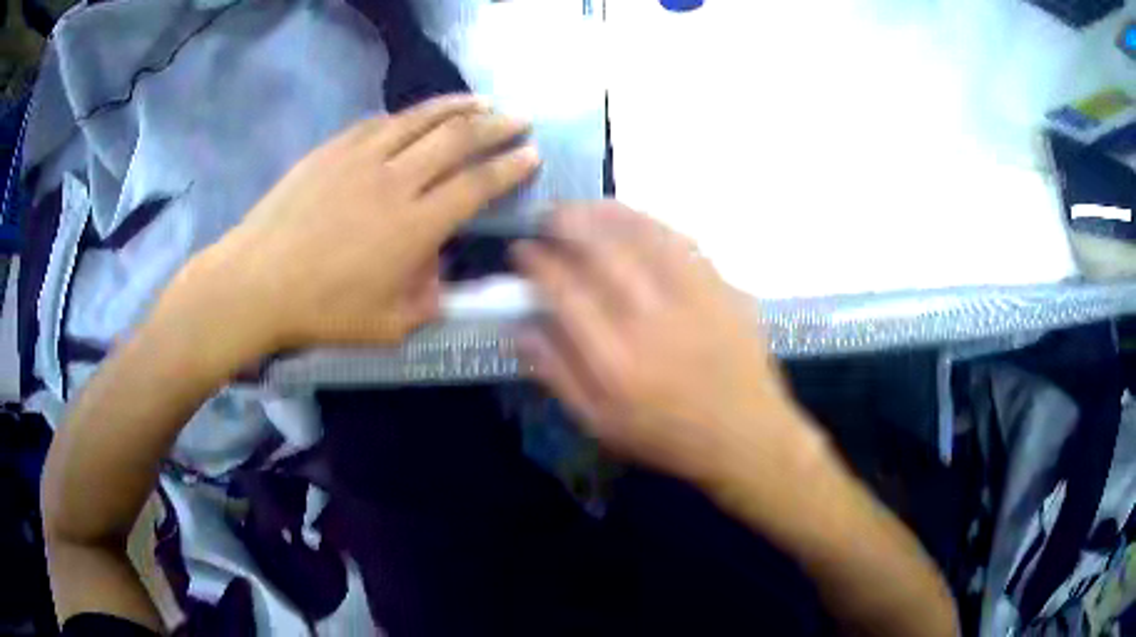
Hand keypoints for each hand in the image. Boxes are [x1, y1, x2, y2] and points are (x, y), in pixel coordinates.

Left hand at [172, 95, 538, 360]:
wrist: (257, 282)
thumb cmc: (322, 311)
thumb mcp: (388, 326)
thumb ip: (428, 299)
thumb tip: (440, 273)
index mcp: (415, 226)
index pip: (477, 184)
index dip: (510, 167)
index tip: (531, 155)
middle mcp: (396, 180)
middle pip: (458, 138)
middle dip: (497, 125)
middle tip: (519, 119)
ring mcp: (362, 157)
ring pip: (421, 118)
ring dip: (458, 106)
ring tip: (481, 102)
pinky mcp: (333, 149)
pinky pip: (379, 122)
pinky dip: (408, 117)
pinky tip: (416, 117)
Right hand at [514, 203, 825, 492]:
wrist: (744, 434)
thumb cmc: (667, 435)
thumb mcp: (600, 423)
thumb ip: (557, 374)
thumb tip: (520, 328)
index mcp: (614, 359)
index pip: (564, 291)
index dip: (537, 262)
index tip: (521, 249)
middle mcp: (650, 320)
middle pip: (601, 252)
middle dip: (566, 223)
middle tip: (547, 216)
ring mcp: (690, 298)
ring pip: (642, 237)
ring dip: (606, 214)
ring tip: (582, 207)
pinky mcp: (720, 288)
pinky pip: (682, 242)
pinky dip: (651, 223)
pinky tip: (634, 219)